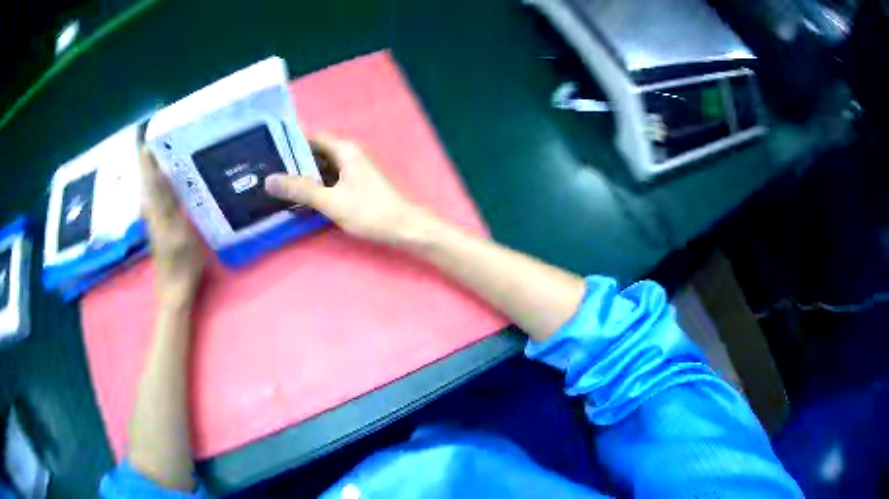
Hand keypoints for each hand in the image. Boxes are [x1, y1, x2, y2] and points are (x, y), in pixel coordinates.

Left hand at [139, 146, 204, 307]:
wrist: (175, 291)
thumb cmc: (182, 265)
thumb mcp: (181, 234)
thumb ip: (171, 206)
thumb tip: (164, 179)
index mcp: (157, 212)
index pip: (149, 178)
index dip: (147, 159)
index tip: (150, 135)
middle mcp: (153, 212)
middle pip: (149, 181)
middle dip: (152, 160)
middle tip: (162, 140)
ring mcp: (156, 220)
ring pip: (152, 189)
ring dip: (156, 171)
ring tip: (166, 154)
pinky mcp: (161, 227)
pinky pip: (158, 198)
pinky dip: (161, 185)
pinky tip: (171, 182)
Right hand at [264, 135, 425, 245]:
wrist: (404, 228)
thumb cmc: (370, 212)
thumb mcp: (331, 201)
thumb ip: (300, 190)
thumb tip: (269, 180)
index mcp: (345, 150)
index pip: (311, 139)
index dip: (290, 145)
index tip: (269, 155)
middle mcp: (349, 154)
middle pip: (316, 153)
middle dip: (294, 163)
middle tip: (269, 174)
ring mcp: (354, 169)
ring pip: (323, 168)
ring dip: (305, 177)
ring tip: (279, 186)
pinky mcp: (356, 183)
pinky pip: (331, 179)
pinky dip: (317, 186)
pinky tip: (302, 198)